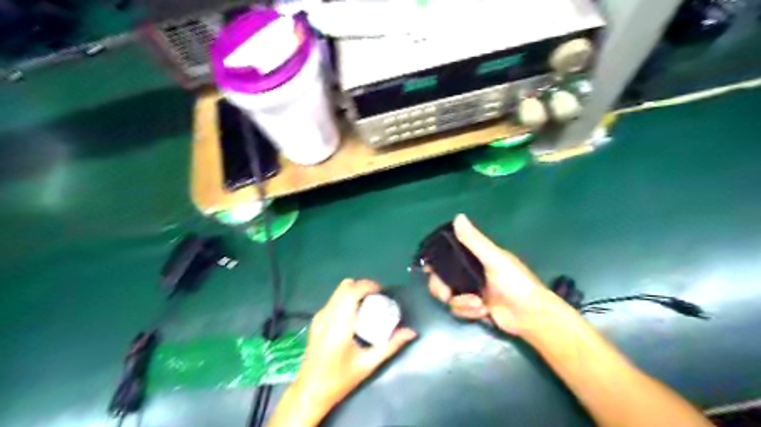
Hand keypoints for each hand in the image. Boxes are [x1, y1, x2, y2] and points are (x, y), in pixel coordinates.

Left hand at [295, 278, 417, 414]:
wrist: (309, 391)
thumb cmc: (339, 380)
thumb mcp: (368, 364)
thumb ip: (391, 346)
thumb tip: (411, 332)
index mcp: (338, 326)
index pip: (351, 292)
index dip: (367, 285)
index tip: (382, 290)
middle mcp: (326, 316)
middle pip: (344, 287)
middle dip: (363, 286)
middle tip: (378, 296)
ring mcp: (319, 317)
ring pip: (338, 291)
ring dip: (355, 291)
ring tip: (368, 304)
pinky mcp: (316, 320)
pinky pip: (334, 300)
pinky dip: (347, 299)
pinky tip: (355, 314)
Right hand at [427, 215, 563, 334]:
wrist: (530, 315)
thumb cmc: (515, 282)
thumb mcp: (494, 259)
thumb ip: (474, 241)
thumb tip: (458, 217)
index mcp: (475, 257)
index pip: (448, 255)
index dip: (436, 261)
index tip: (428, 268)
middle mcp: (470, 273)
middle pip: (442, 279)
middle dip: (442, 288)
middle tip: (446, 294)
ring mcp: (472, 291)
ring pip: (450, 297)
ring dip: (461, 303)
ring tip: (479, 305)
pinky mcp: (475, 308)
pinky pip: (459, 310)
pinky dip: (469, 312)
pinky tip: (483, 312)